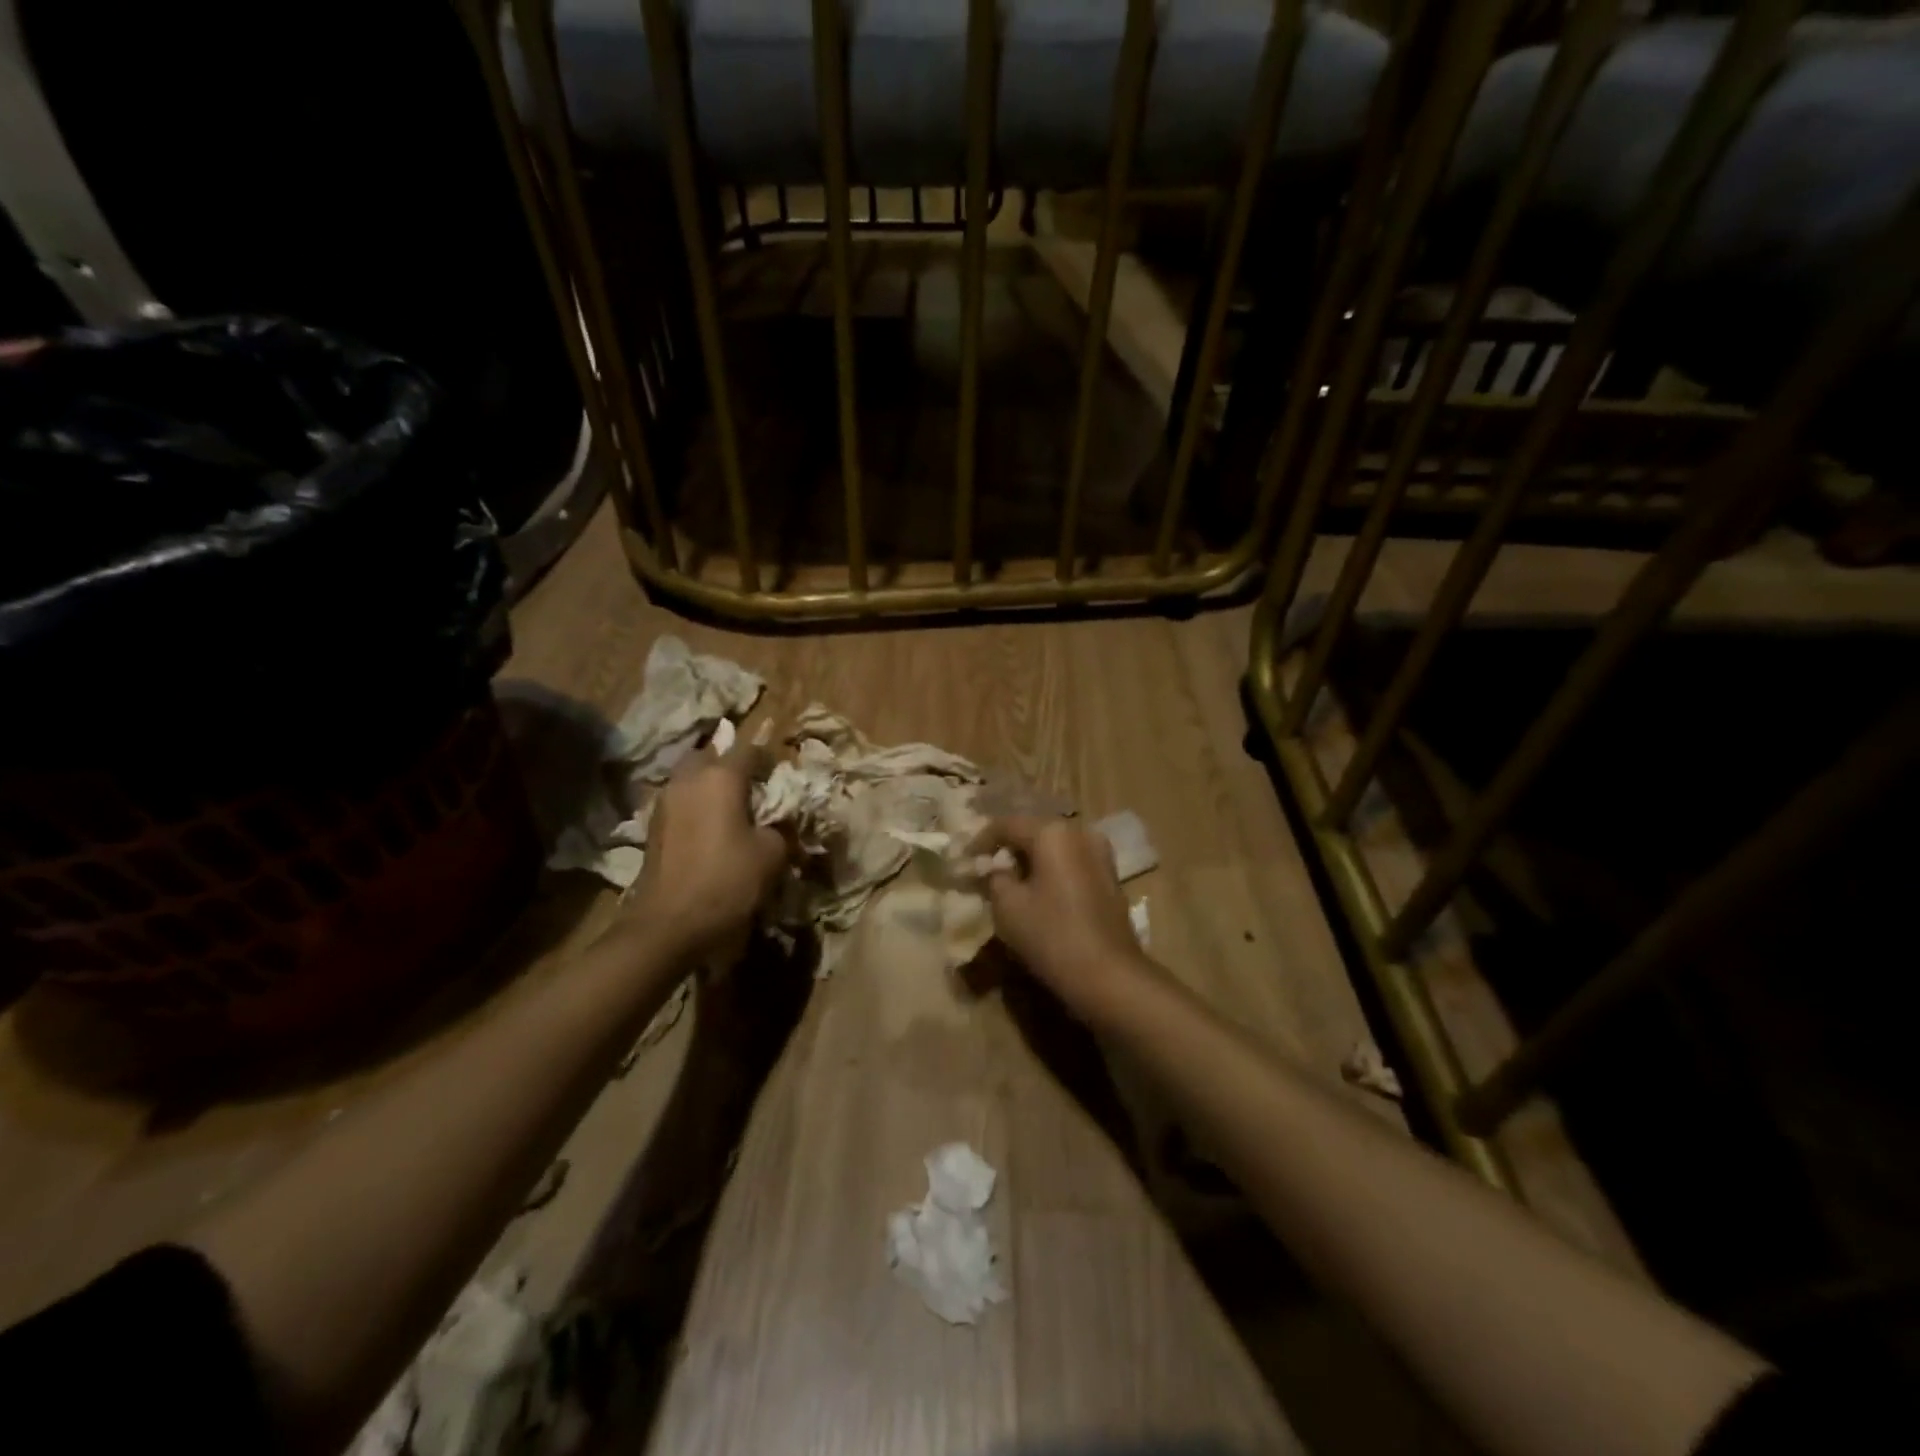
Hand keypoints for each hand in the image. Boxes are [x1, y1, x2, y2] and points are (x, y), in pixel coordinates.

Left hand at [628, 740, 786, 961]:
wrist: (668, 925)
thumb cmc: (727, 881)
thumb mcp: (772, 855)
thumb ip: (780, 828)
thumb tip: (778, 823)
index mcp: (721, 777)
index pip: (749, 749)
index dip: (768, 757)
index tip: (780, 772)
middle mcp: (689, 779)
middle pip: (711, 755)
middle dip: (730, 763)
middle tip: (752, 784)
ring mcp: (665, 801)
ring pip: (691, 777)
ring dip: (710, 784)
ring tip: (731, 806)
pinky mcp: (653, 826)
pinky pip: (680, 801)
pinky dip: (696, 805)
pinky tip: (710, 827)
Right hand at [980, 816, 1153, 1016]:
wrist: (1109, 975)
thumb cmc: (1051, 935)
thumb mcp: (1007, 906)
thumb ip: (994, 878)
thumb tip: (994, 869)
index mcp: (1052, 832)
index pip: (1007, 824)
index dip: (981, 841)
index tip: (965, 859)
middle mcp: (1080, 833)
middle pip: (1034, 832)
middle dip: (1008, 849)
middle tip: (985, 868)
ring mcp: (1101, 854)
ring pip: (1055, 848)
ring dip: (1031, 860)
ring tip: (1009, 881)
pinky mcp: (1111, 877)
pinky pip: (1071, 863)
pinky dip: (1051, 871)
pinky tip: (1037, 892)